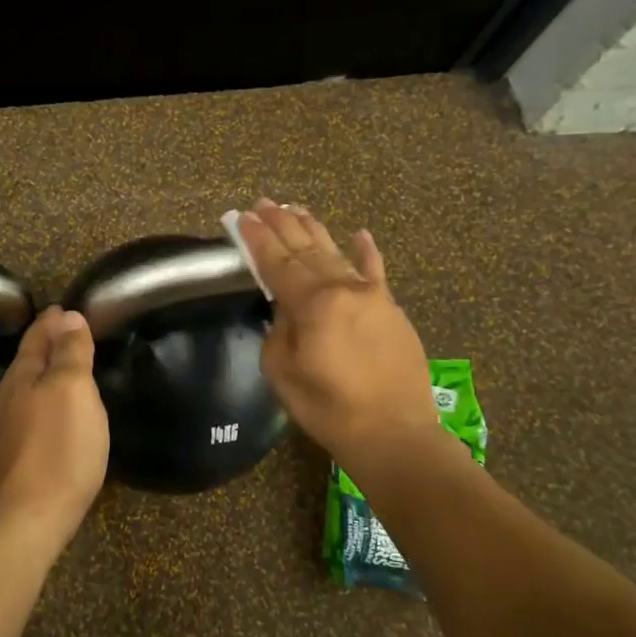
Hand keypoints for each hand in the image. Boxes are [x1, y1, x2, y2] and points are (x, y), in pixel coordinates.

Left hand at [0, 306, 109, 551]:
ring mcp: (8, 430)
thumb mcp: (73, 389)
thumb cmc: (58, 447)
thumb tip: (68, 316)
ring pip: (29, 389)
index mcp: (22, 376)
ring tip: (68, 368)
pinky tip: (59, 413)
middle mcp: (9, 398)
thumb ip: (71, 352)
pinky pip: (33, 414)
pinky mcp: (16, 457)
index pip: (36, 337)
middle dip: (48, 345)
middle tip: (69, 331)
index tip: (64, 308)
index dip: (52, 322)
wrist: (29, 517)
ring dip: (47, 374)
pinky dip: (47, 401)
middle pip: (29, 362)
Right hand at [238, 200, 463, 469]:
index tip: (242, 216)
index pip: (276, 263)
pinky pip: (377, 272)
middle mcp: (342, 288)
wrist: (393, 433)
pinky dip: (367, 252)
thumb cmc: (327, 408)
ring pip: (336, 253)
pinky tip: (360, 233)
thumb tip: (287, 309)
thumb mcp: (282, 371)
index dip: (257, 239)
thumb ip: (279, 329)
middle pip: (305, 249)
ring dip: (314, 229)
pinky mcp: (391, 310)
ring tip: (295, 208)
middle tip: (263, 203)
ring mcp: (371, 296)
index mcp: (312, 303)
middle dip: (281, 224)